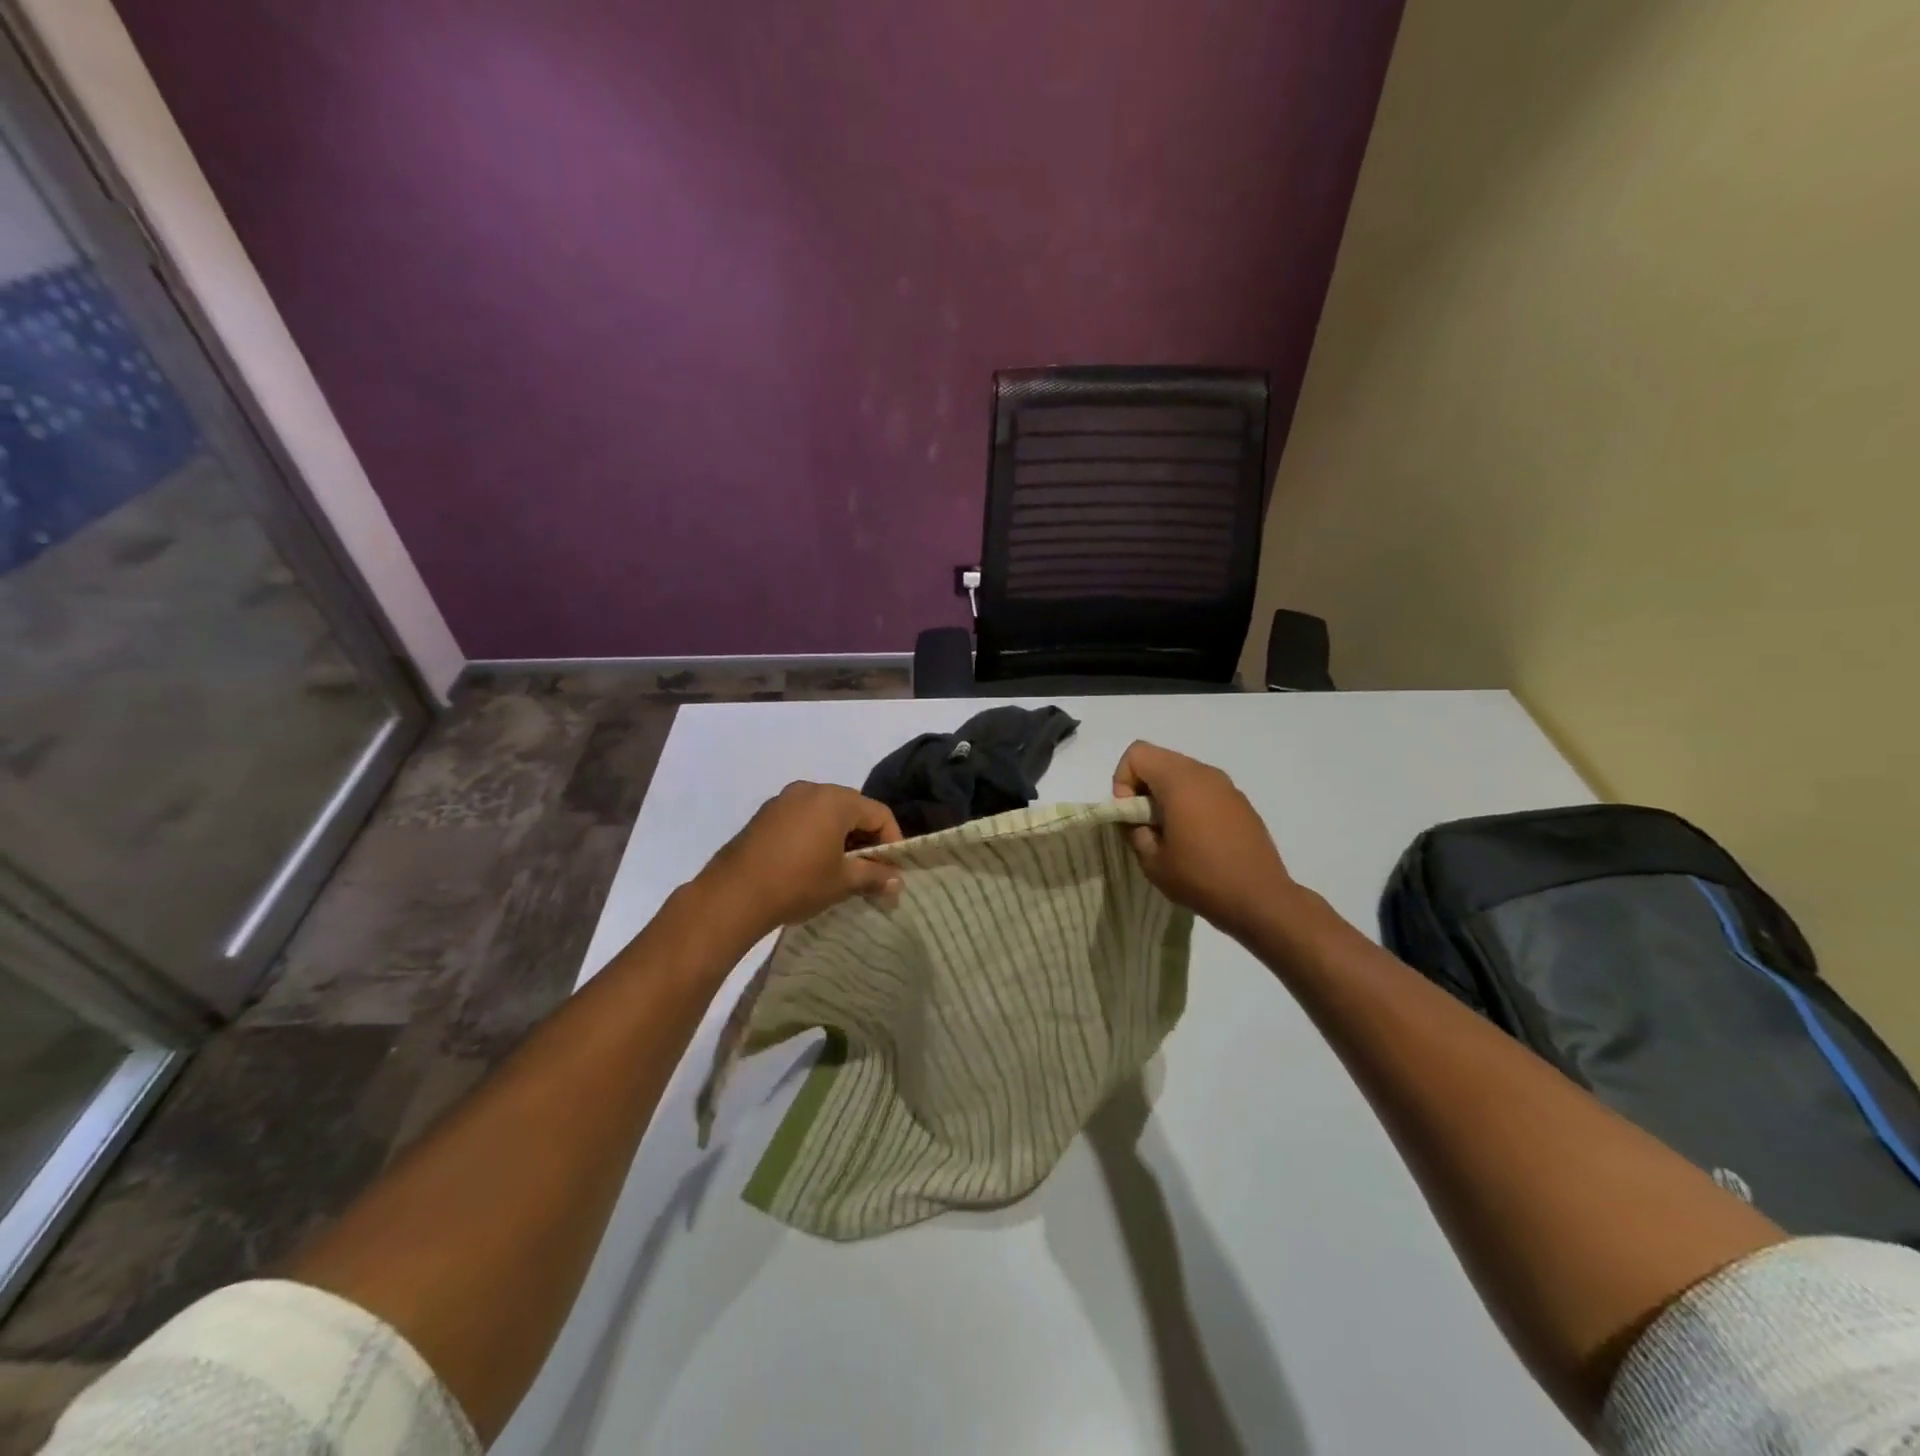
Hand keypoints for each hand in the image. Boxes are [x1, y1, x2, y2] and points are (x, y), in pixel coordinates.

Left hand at [696, 782, 903, 937]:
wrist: (732, 896)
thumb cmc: (797, 883)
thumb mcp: (843, 882)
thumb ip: (874, 876)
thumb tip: (897, 881)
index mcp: (835, 800)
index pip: (879, 813)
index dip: (892, 841)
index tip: (892, 871)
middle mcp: (810, 789)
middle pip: (852, 809)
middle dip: (866, 838)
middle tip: (870, 870)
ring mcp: (784, 800)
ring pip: (825, 813)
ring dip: (840, 837)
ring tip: (840, 869)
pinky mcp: (764, 815)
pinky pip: (802, 818)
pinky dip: (815, 835)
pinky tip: (811, 863)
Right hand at [1112, 741, 1299, 939]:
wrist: (1261, 900)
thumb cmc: (1201, 878)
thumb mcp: (1152, 861)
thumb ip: (1135, 831)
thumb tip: (1137, 820)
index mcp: (1180, 781)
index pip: (1137, 754)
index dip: (1123, 781)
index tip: (1132, 815)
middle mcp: (1204, 773)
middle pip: (1159, 759)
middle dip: (1143, 787)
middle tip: (1146, 824)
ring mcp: (1227, 786)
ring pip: (1182, 773)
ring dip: (1167, 795)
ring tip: (1171, 833)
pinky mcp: (1241, 802)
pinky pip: (1204, 789)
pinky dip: (1190, 803)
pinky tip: (1198, 839)